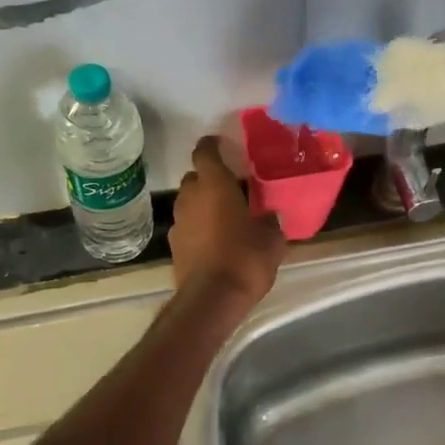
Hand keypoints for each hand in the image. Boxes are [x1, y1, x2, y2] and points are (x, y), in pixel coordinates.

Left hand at [171, 136, 285, 308]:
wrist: (211, 300)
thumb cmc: (245, 260)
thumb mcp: (272, 240)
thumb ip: (270, 222)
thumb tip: (270, 216)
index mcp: (214, 185)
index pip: (204, 152)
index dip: (211, 145)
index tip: (222, 144)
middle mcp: (190, 197)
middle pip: (194, 177)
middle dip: (209, 179)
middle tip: (230, 188)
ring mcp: (178, 222)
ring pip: (188, 202)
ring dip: (202, 204)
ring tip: (224, 216)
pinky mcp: (173, 246)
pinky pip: (186, 226)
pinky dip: (197, 227)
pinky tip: (214, 241)